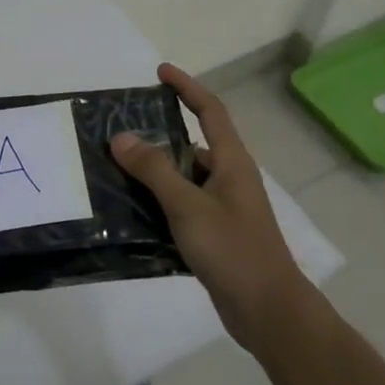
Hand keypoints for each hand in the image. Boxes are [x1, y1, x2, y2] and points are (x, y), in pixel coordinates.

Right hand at [110, 63, 310, 352]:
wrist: (269, 312)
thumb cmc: (234, 250)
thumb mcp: (189, 206)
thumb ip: (155, 170)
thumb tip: (121, 137)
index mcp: (232, 163)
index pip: (210, 111)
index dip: (187, 87)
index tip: (160, 72)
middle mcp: (229, 179)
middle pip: (192, 143)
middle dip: (158, 134)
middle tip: (120, 131)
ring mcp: (223, 208)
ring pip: (183, 178)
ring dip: (154, 172)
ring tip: (114, 169)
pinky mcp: (214, 235)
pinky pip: (181, 206)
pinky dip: (158, 203)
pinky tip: (129, 212)